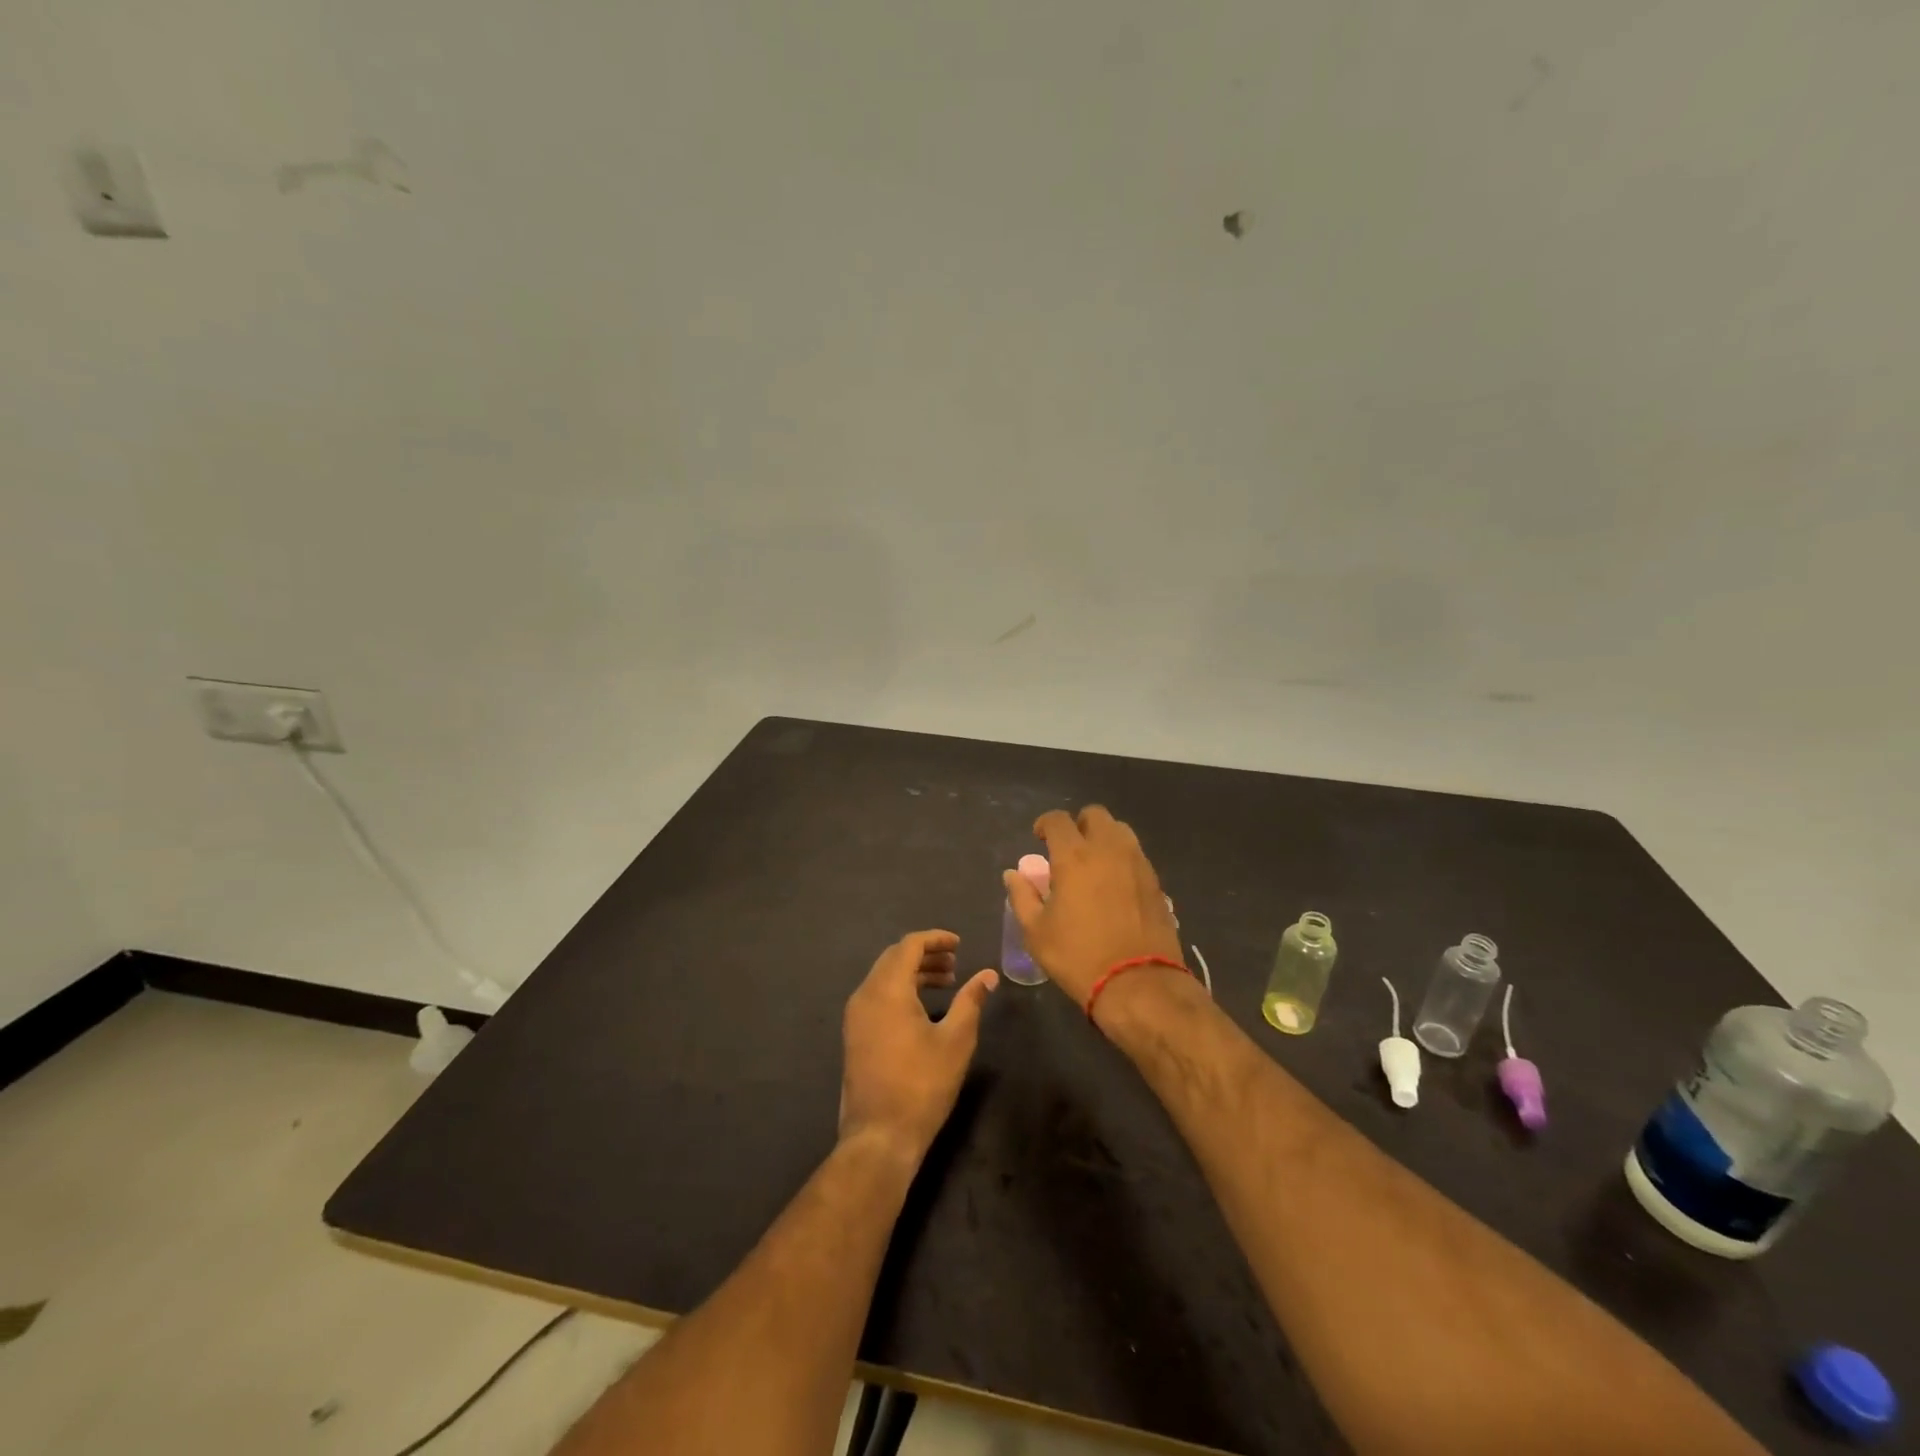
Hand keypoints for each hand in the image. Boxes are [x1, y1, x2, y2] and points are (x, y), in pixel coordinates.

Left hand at [839, 930, 997, 1163]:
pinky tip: (923, 1007)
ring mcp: (855, 1016)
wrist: (880, 1136)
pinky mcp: (855, 1035)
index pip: (909, 945)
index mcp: (887, 989)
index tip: (959, 944)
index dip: (935, 939)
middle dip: (925, 954)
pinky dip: (901, 990)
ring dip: (914, 973)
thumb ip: (971, 1001)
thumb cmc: (922, 1085)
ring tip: (946, 983)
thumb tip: (988, 975)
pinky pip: (878, 996)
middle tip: (955, 964)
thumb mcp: (956, 1041)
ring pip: (884, 977)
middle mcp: (865, 995)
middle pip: (894, 958)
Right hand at [1003, 806, 1185, 1012]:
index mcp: (1074, 856)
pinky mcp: (1156, 881)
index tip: (1040, 838)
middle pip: (1095, 815)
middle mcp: (1108, 850)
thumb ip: (1022, 897)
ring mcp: (1137, 863)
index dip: (1045, 824)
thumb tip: (1013, 875)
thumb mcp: (1036, 932)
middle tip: (1068, 849)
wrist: (1138, 983)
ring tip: (1094, 864)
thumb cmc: (1078, 956)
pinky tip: (1115, 885)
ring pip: (1120, 831)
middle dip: (1079, 825)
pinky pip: (1136, 855)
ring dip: (1104, 838)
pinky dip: (1122, 859)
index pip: (1058, 820)